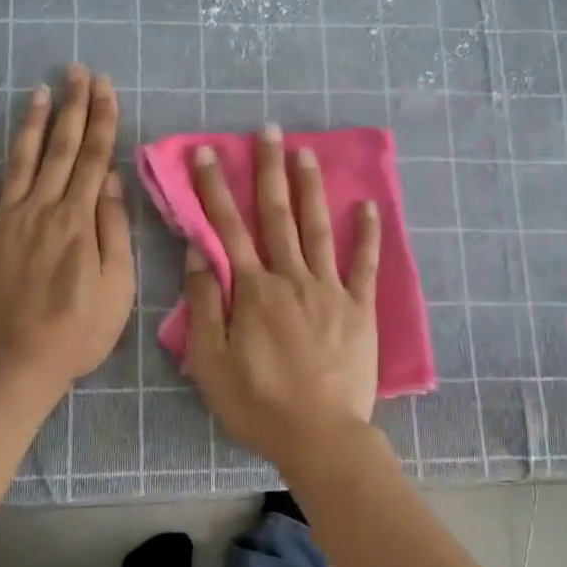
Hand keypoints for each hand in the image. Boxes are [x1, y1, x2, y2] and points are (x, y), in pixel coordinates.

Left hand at [0, 65, 133, 391]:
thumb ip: (114, 230)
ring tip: (40, 91)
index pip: (94, 158)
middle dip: (72, 107)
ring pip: (20, 161)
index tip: (105, 86)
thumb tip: (111, 181)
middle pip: (60, 149)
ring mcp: (4, 222)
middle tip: (77, 71)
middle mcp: (41, 209)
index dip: (101, 119)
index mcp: (79, 220)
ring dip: (31, 124)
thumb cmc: (78, 331)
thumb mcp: (118, 287)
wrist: (15, 364)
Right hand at [183, 125, 381, 467]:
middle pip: (277, 216)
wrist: (320, 435)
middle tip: (268, 131)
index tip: (208, 153)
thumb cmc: (257, 403)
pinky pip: (364, 264)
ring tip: (306, 152)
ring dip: (310, 188)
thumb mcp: (210, 362)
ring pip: (318, 228)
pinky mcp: (359, 308)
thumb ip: (204, 305)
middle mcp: (291, 278)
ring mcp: (330, 290)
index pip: (227, 229)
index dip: (215, 189)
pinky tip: (369, 205)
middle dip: (269, 171)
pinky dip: (368, 234)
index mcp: (253, 290)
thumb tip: (198, 255)